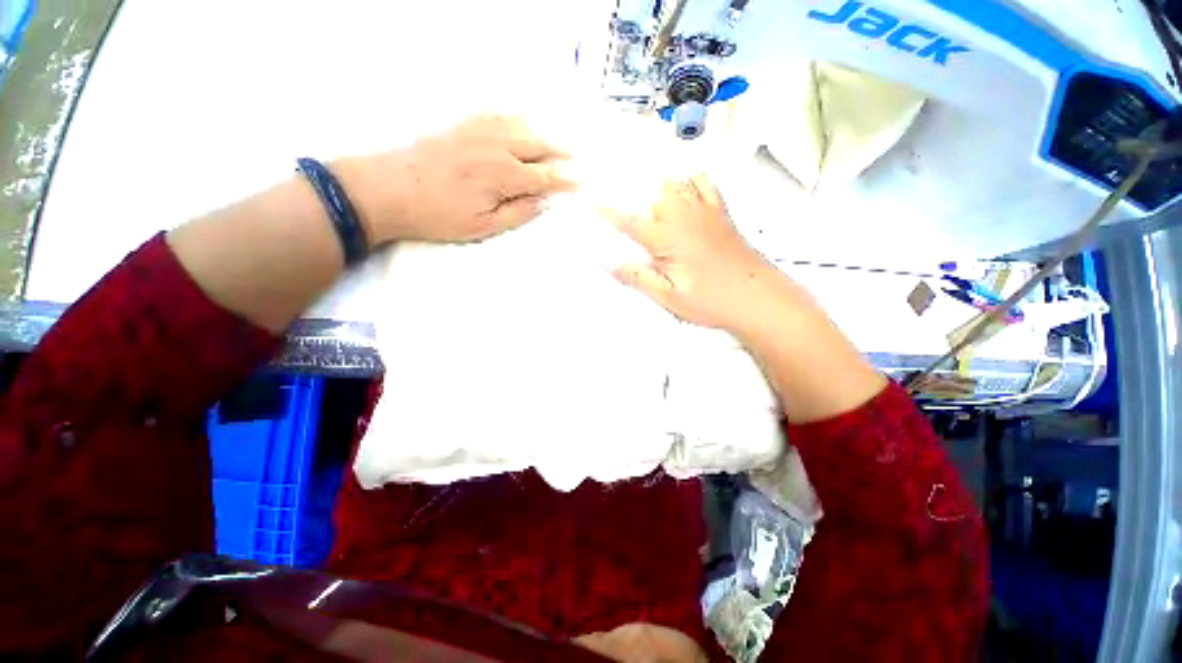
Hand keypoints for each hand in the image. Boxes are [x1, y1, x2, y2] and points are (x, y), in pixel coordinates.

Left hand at [336, 115, 575, 243]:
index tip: (580, 183)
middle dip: (560, 153)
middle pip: (539, 145)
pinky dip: (518, 118)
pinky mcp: (463, 125)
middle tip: (576, 159)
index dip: (565, 180)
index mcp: (504, 175)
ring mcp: (479, 131)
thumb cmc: (439, 215)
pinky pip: (499, 115)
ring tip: (557, 141)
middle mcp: (497, 146)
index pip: (545, 176)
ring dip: (543, 133)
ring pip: (522, 126)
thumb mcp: (483, 226)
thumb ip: (519, 213)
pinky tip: (524, 122)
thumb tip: (544, 201)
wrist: (391, 189)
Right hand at [601, 174, 784, 333]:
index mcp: (669, 238)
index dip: (610, 213)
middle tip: (624, 201)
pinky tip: (688, 184)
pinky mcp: (723, 216)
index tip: (594, 203)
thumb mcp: (668, 296)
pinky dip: (694, 179)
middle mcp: (686, 218)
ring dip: (662, 184)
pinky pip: (707, 186)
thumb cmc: (711, 301)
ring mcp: (707, 213)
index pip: (631, 222)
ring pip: (680, 184)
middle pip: (655, 195)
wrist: (759, 299)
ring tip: (650, 188)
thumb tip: (606, 262)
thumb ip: (637, 276)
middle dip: (636, 195)